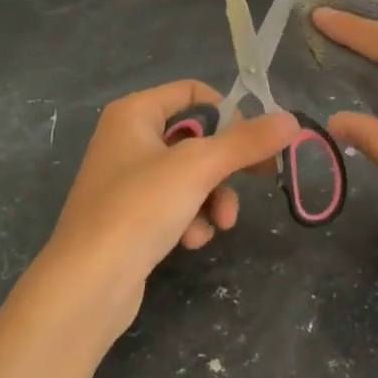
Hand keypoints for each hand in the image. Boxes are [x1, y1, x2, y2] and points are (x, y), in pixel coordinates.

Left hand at [31, 81, 298, 344]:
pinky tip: (189, 241)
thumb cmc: (139, 208)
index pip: (191, 92)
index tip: (259, 136)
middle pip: (196, 138)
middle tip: (263, 177)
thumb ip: (246, 142)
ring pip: (189, 177)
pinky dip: (189, 220)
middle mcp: (128, 139)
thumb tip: (290, 119)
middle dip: (226, 165)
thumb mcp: (198, 167)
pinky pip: (174, 206)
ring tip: (219, 223)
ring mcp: (127, 181)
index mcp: (134, 113)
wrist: (87, 285)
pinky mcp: (130, 218)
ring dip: (212, 198)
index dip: (228, 110)